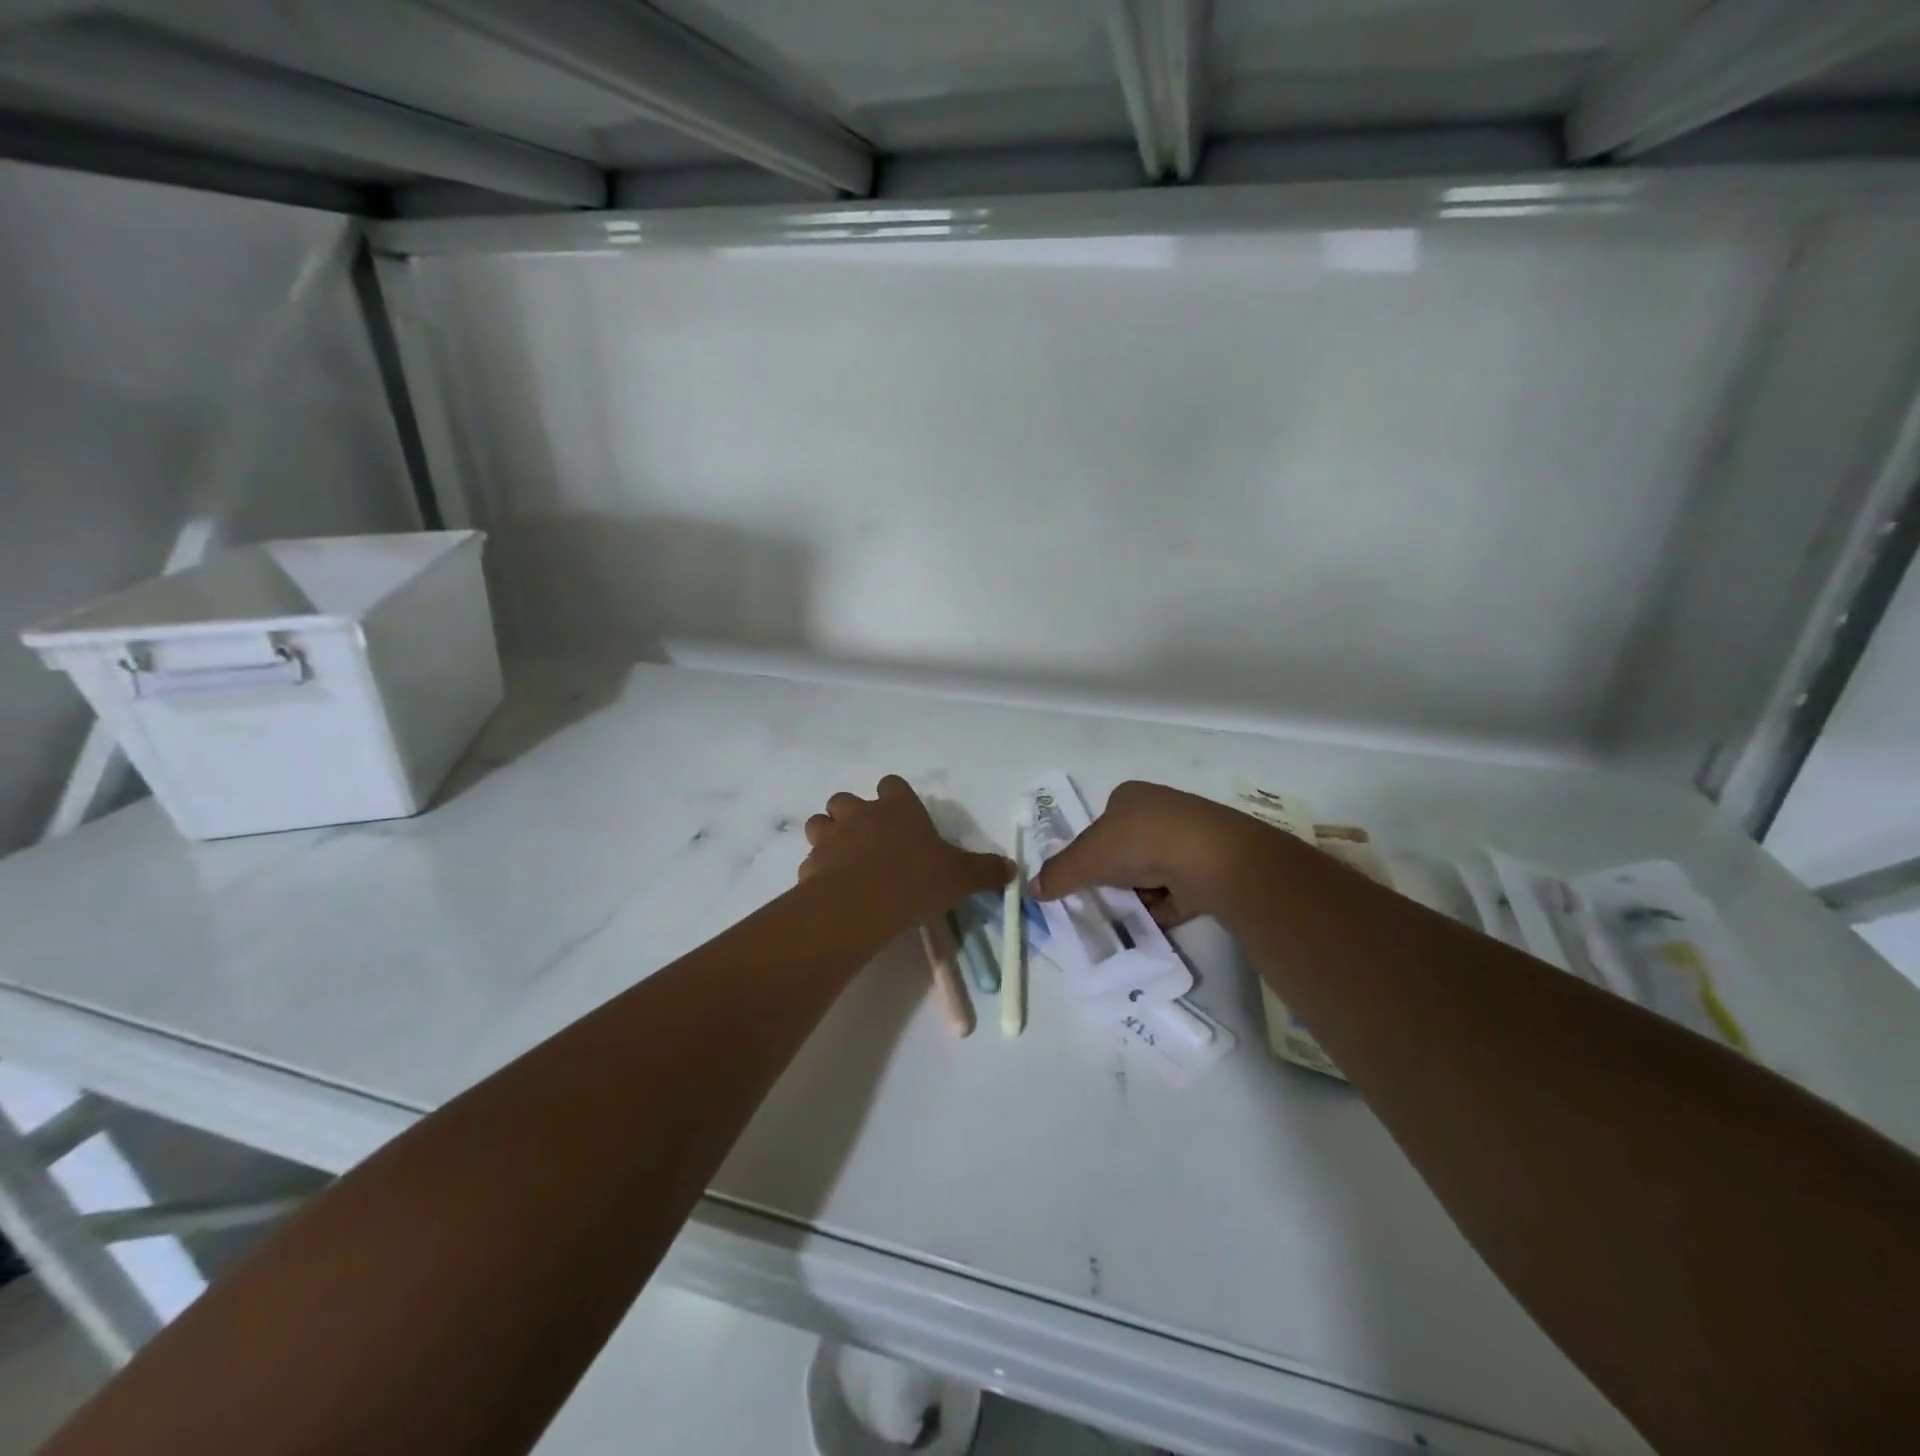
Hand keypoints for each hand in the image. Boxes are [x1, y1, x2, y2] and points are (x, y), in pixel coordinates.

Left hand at [800, 775, 1011, 920]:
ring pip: (819, 823)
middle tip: (868, 841)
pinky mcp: (811, 864)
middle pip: (846, 800)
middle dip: (852, 815)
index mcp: (897, 808)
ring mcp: (832, 837)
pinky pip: (811, 861)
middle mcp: (861, 814)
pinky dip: (819, 871)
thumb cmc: (915, 879)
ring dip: (828, 837)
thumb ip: (985, 871)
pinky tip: (832, 891)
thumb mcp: (960, 877)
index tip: (902, 817)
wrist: (862, 904)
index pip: (892, 785)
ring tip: (843, 861)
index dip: (894, 798)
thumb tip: (1012, 869)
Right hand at [1029, 780, 1298, 925]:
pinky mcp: (1209, 867)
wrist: (1209, 858)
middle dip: (1116, 874)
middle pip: (1127, 848)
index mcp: (1131, 796)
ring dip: (1139, 893)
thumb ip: (1058, 873)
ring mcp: (1188, 838)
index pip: (1103, 821)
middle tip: (1102, 898)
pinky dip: (1163, 907)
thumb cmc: (1140, 843)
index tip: (1084, 875)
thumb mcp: (1087, 858)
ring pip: (1152, 871)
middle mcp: (1161, 811)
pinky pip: (1176, 891)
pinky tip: (1152, 922)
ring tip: (1126, 914)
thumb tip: (1032, 889)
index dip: (1091, 849)